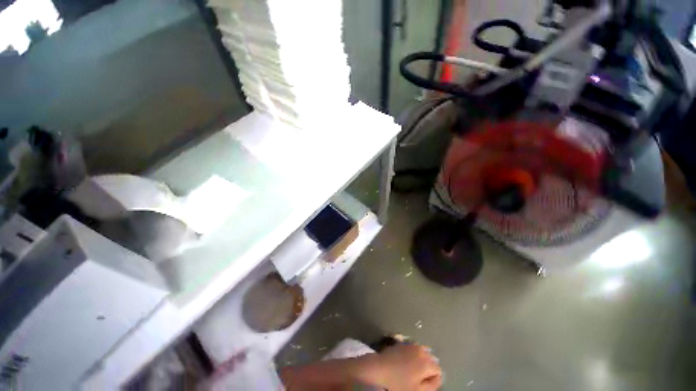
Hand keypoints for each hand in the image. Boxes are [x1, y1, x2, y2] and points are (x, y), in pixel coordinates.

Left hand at [359, 344, 442, 389]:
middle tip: (419, 378)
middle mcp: (421, 350)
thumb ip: (431, 385)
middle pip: (431, 359)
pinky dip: (414, 354)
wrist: (380, 368)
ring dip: (421, 360)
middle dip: (428, 368)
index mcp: (426, 363)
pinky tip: (406, 362)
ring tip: (413, 370)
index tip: (424, 384)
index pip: (438, 370)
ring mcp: (411, 344)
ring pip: (423, 352)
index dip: (434, 379)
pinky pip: (414, 348)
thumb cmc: (399, 383)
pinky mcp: (403, 343)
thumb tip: (437, 378)